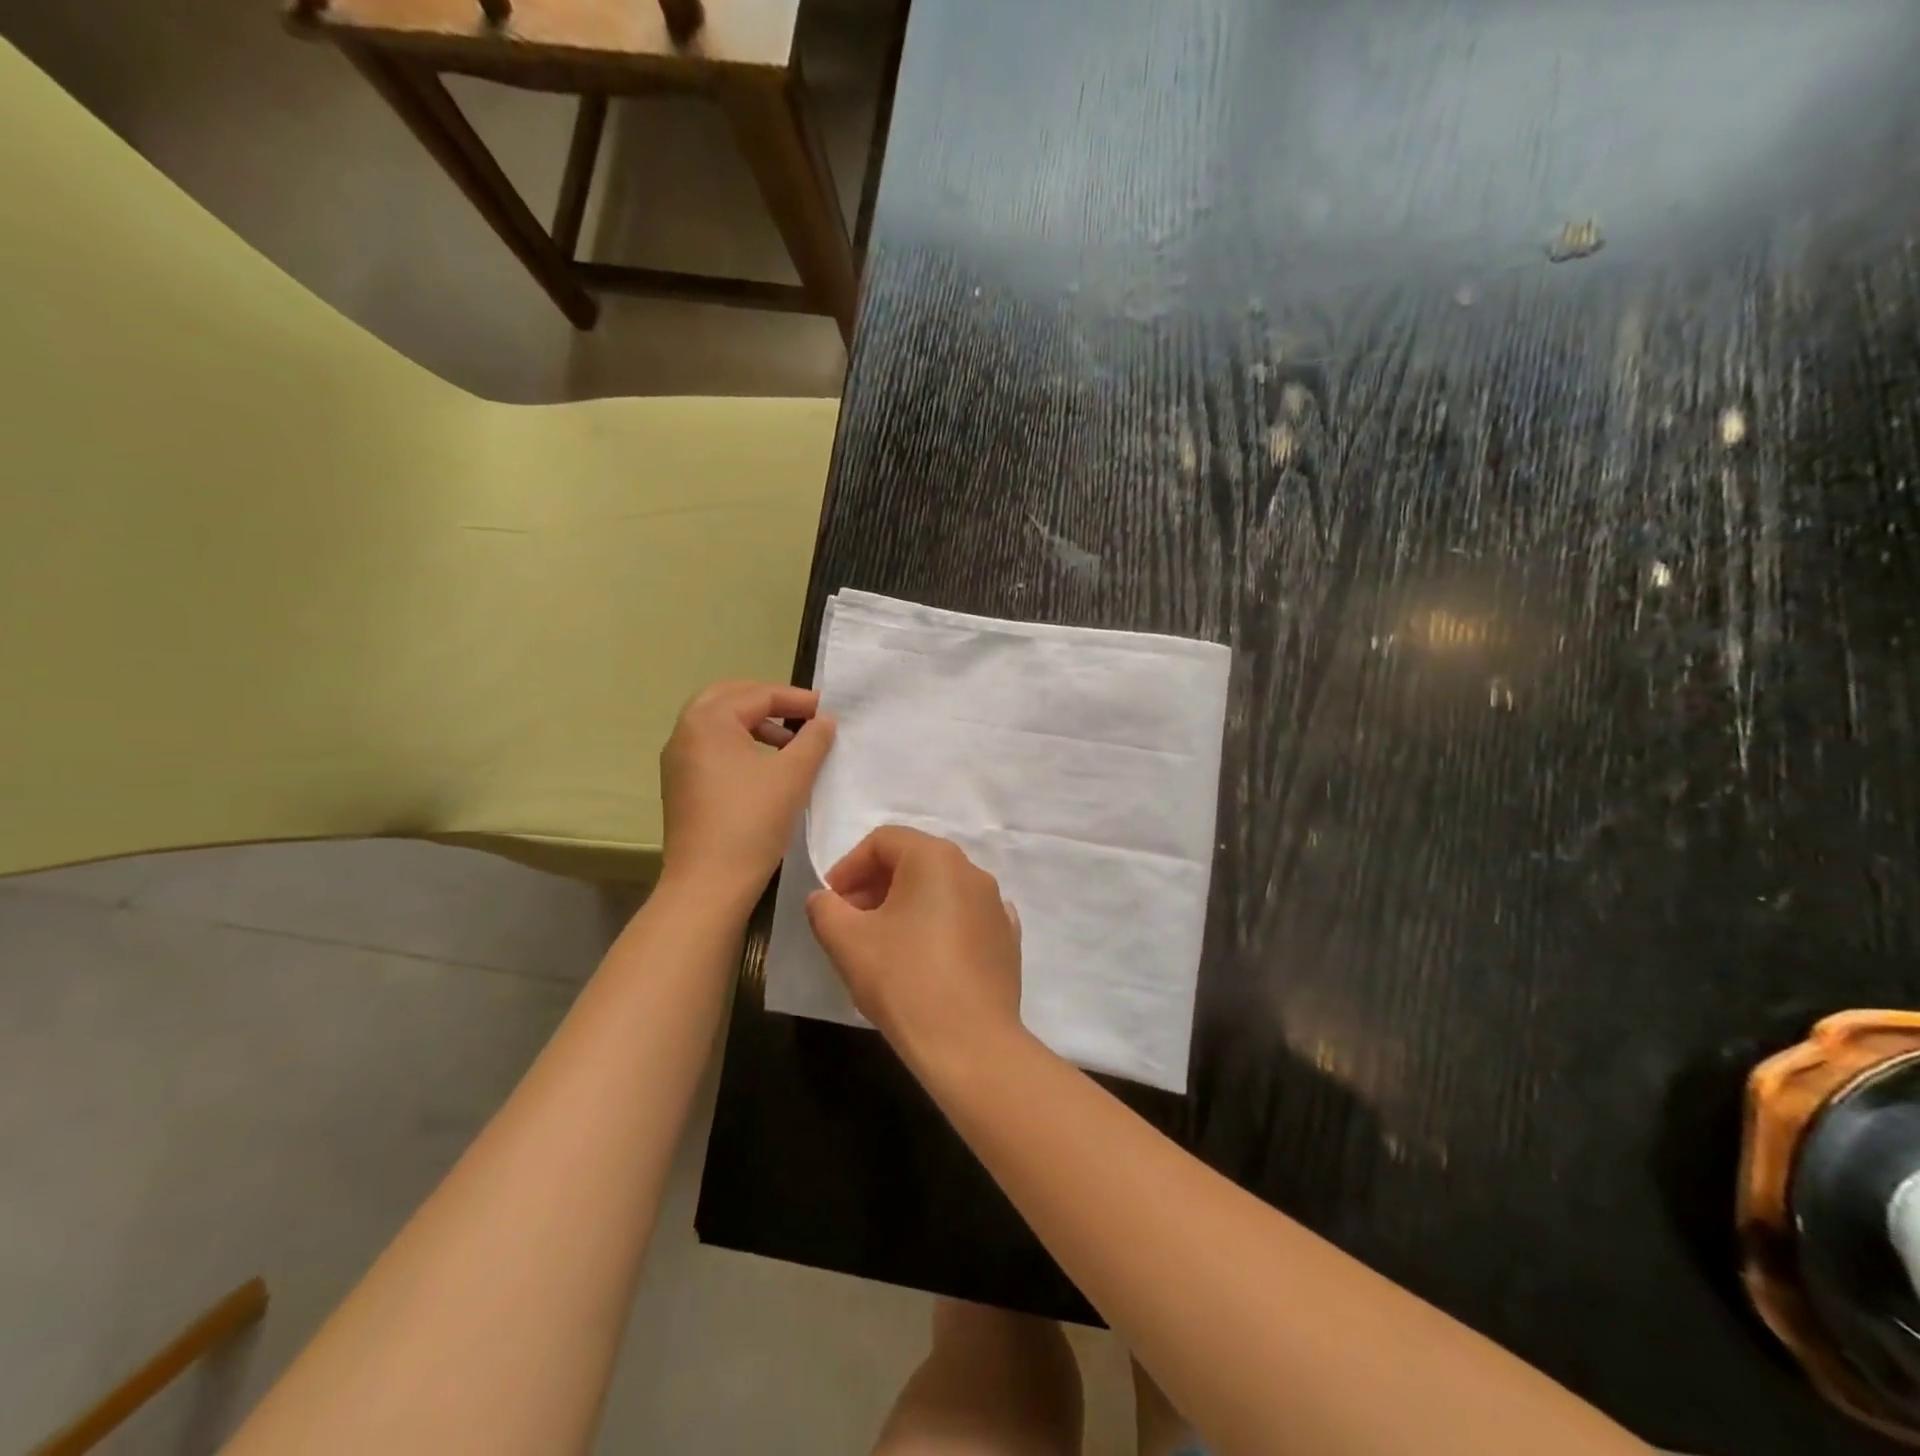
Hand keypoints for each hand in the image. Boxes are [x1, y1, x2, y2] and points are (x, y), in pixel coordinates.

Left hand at [659, 681, 834, 908]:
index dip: (796, 699)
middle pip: (729, 698)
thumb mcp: (793, 775)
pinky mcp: (681, 786)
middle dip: (767, 701)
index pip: (757, 694)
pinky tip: (766, 768)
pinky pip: (711, 748)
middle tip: (801, 713)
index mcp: (708, 721)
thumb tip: (824, 720)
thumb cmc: (752, 820)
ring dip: (754, 724)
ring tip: (790, 743)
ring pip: (718, 724)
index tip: (827, 709)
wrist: (710, 882)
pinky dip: (739, 744)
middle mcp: (685, 733)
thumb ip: (813, 739)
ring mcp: (678, 761)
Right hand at [805, 827, 1023, 1065]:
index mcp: (936, 858)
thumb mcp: (847, 941)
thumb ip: (825, 909)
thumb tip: (824, 899)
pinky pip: (965, 919)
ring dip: (906, 906)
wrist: (970, 1043)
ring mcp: (996, 905)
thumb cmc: (904, 980)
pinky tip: (924, 957)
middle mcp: (972, 871)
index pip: (884, 840)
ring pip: (940, 891)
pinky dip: (939, 927)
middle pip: (914, 862)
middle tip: (850, 922)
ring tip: (883, 944)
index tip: (832, 901)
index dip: (849, 866)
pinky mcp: (1007, 940)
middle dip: (875, 885)